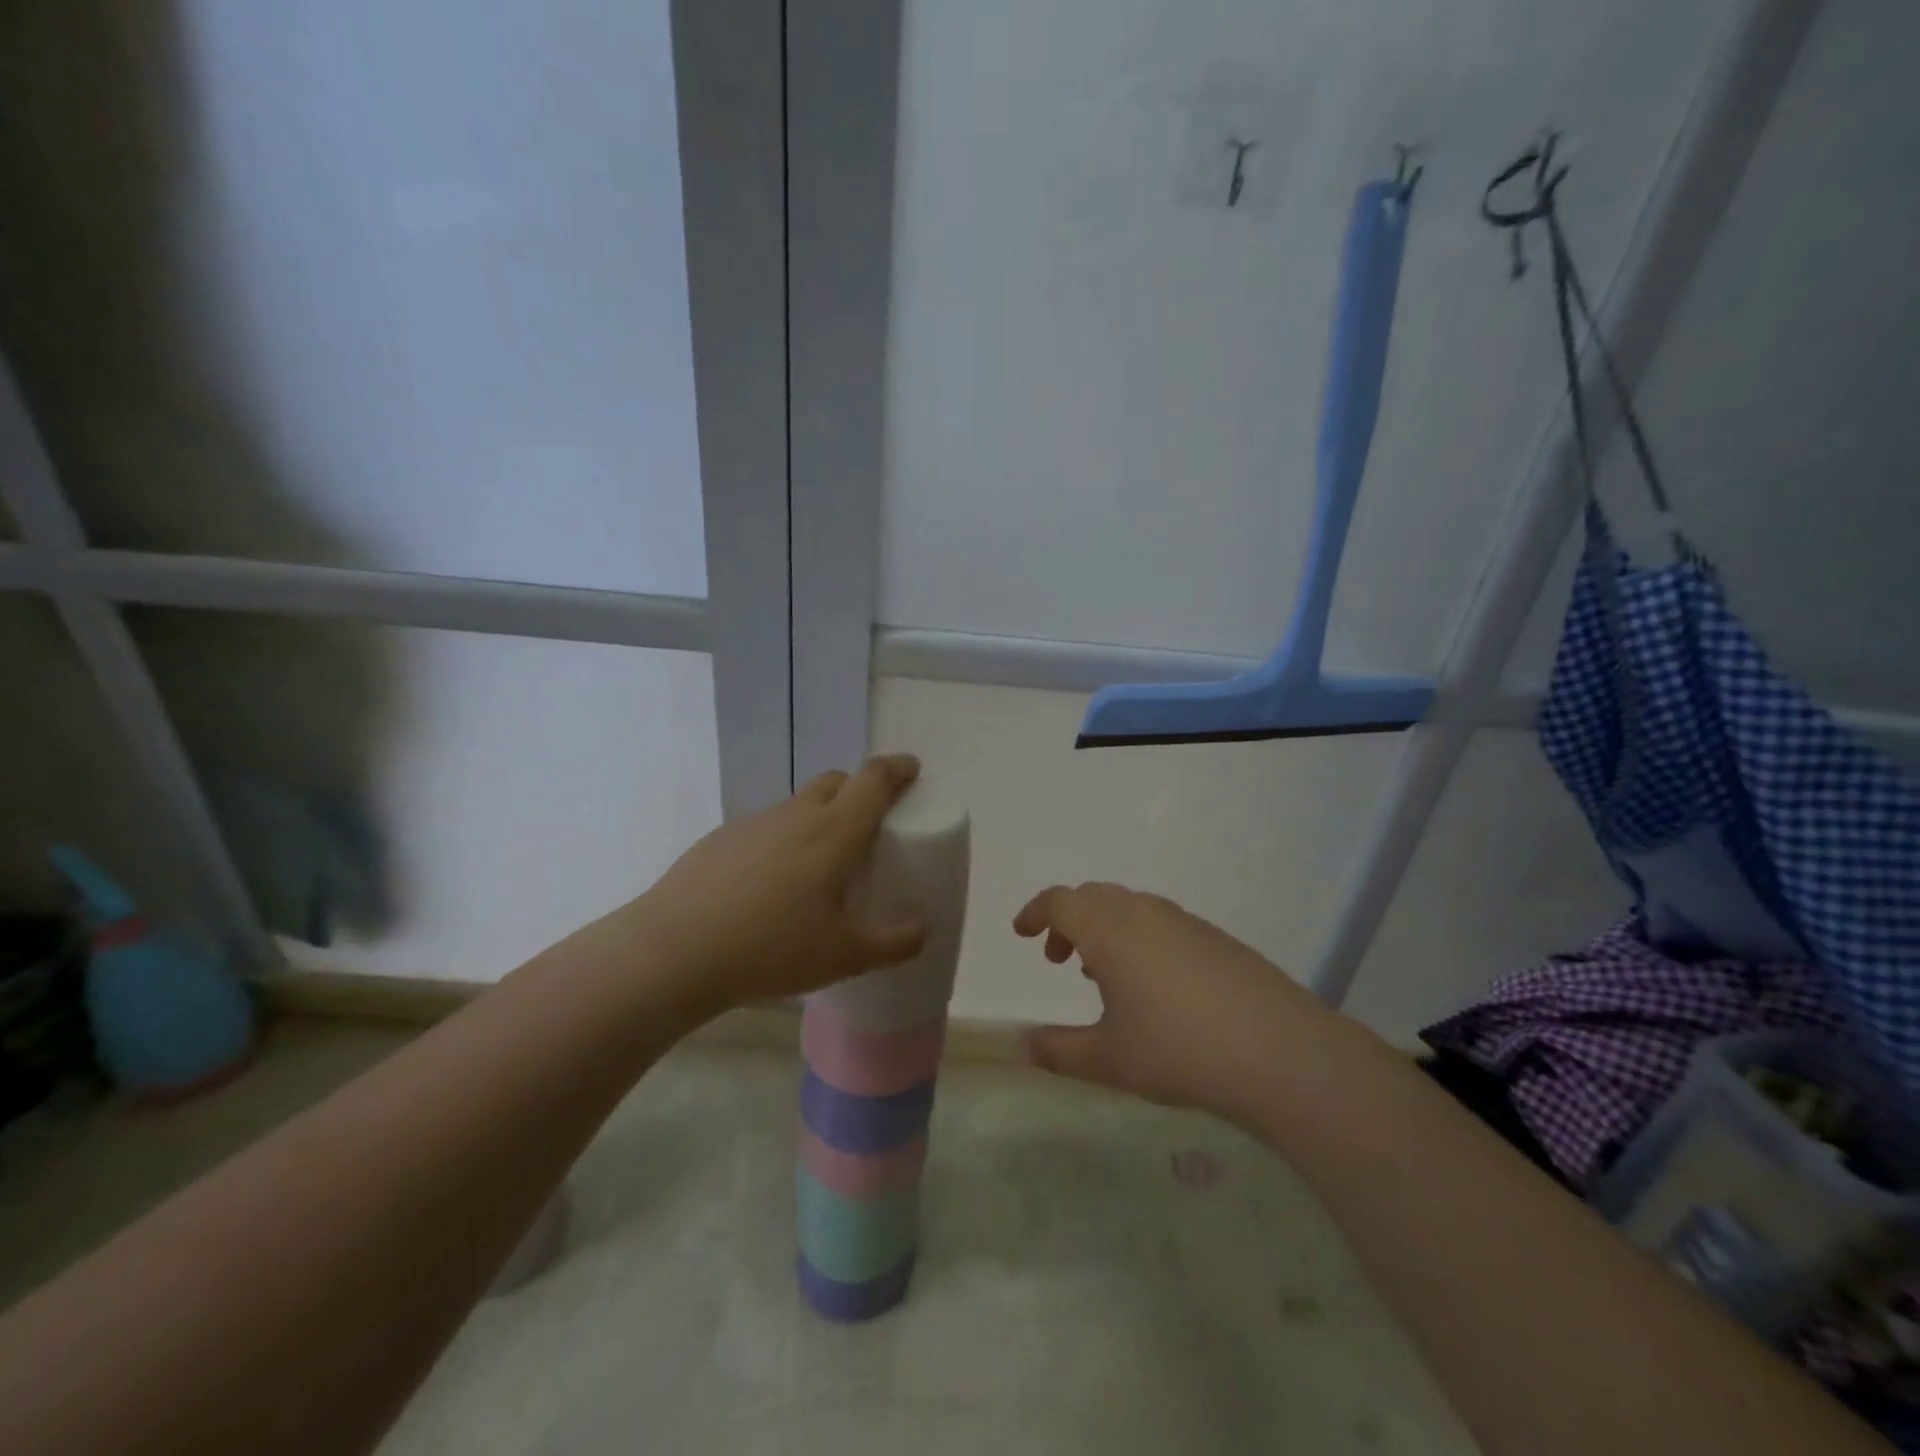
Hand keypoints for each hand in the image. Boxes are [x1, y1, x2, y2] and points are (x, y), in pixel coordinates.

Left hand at [628, 755, 929, 1013]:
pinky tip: (770, 883)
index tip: (912, 768)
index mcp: (834, 833)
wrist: (674, 951)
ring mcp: (753, 823)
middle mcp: (795, 815)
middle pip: (836, 781)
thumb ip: (893, 944)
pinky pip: (765, 827)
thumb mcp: (844, 957)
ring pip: (798, 803)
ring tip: (820, 862)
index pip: (873, 780)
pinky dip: (782, 839)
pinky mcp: (720, 839)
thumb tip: (923, 931)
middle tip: (870, 823)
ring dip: (819, 816)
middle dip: (860, 789)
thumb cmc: (771, 949)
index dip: (897, 768)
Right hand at [1014, 882, 1327, 1122]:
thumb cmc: (1178, 1051)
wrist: (1278, 1051)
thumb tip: (1022, 1045)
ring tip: (1103, 974)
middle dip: (1068, 920)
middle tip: (1059, 959)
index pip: (1060, 901)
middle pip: (1093, 896)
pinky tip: (1153, 985)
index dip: (1035, 912)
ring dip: (1104, 928)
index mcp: (1109, 929)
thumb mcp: (1107, 1059)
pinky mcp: (1215, 937)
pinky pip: (1160, 921)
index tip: (1022, 933)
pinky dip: (1138, 937)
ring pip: (1129, 906)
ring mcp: (1183, 921)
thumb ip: (1058, 1051)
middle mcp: (1143, 912)